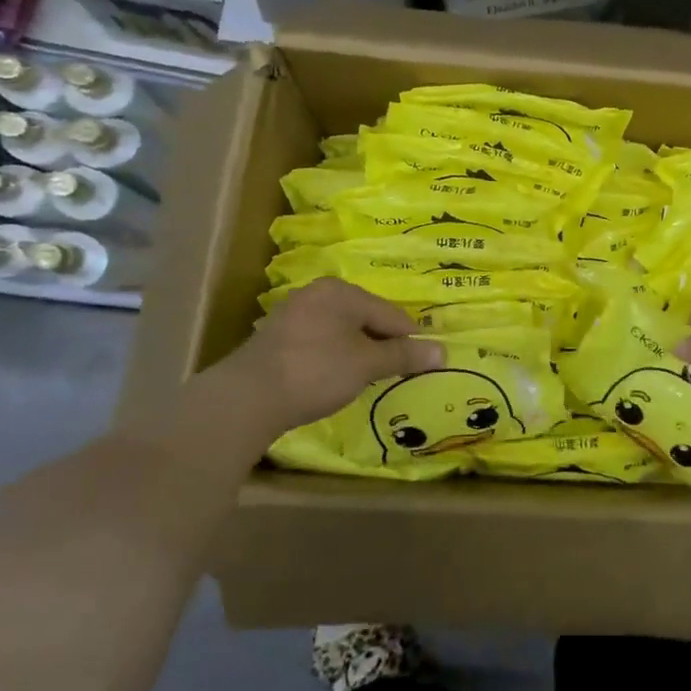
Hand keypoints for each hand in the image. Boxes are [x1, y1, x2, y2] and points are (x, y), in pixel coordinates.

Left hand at [185, 280, 444, 448]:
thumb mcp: (367, 364)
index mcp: (342, 291)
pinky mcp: (277, 339)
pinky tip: (334, 380)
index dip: (410, 340)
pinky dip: (334, 359)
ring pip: (343, 332)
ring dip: (359, 354)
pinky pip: (320, 343)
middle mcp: (317, 294)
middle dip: (382, 346)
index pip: (391, 314)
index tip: (422, 365)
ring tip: (366, 380)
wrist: (247, 398)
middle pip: (366, 319)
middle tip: (393, 375)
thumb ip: (404, 355)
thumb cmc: (317, 371)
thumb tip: (443, 351)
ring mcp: (293, 314)